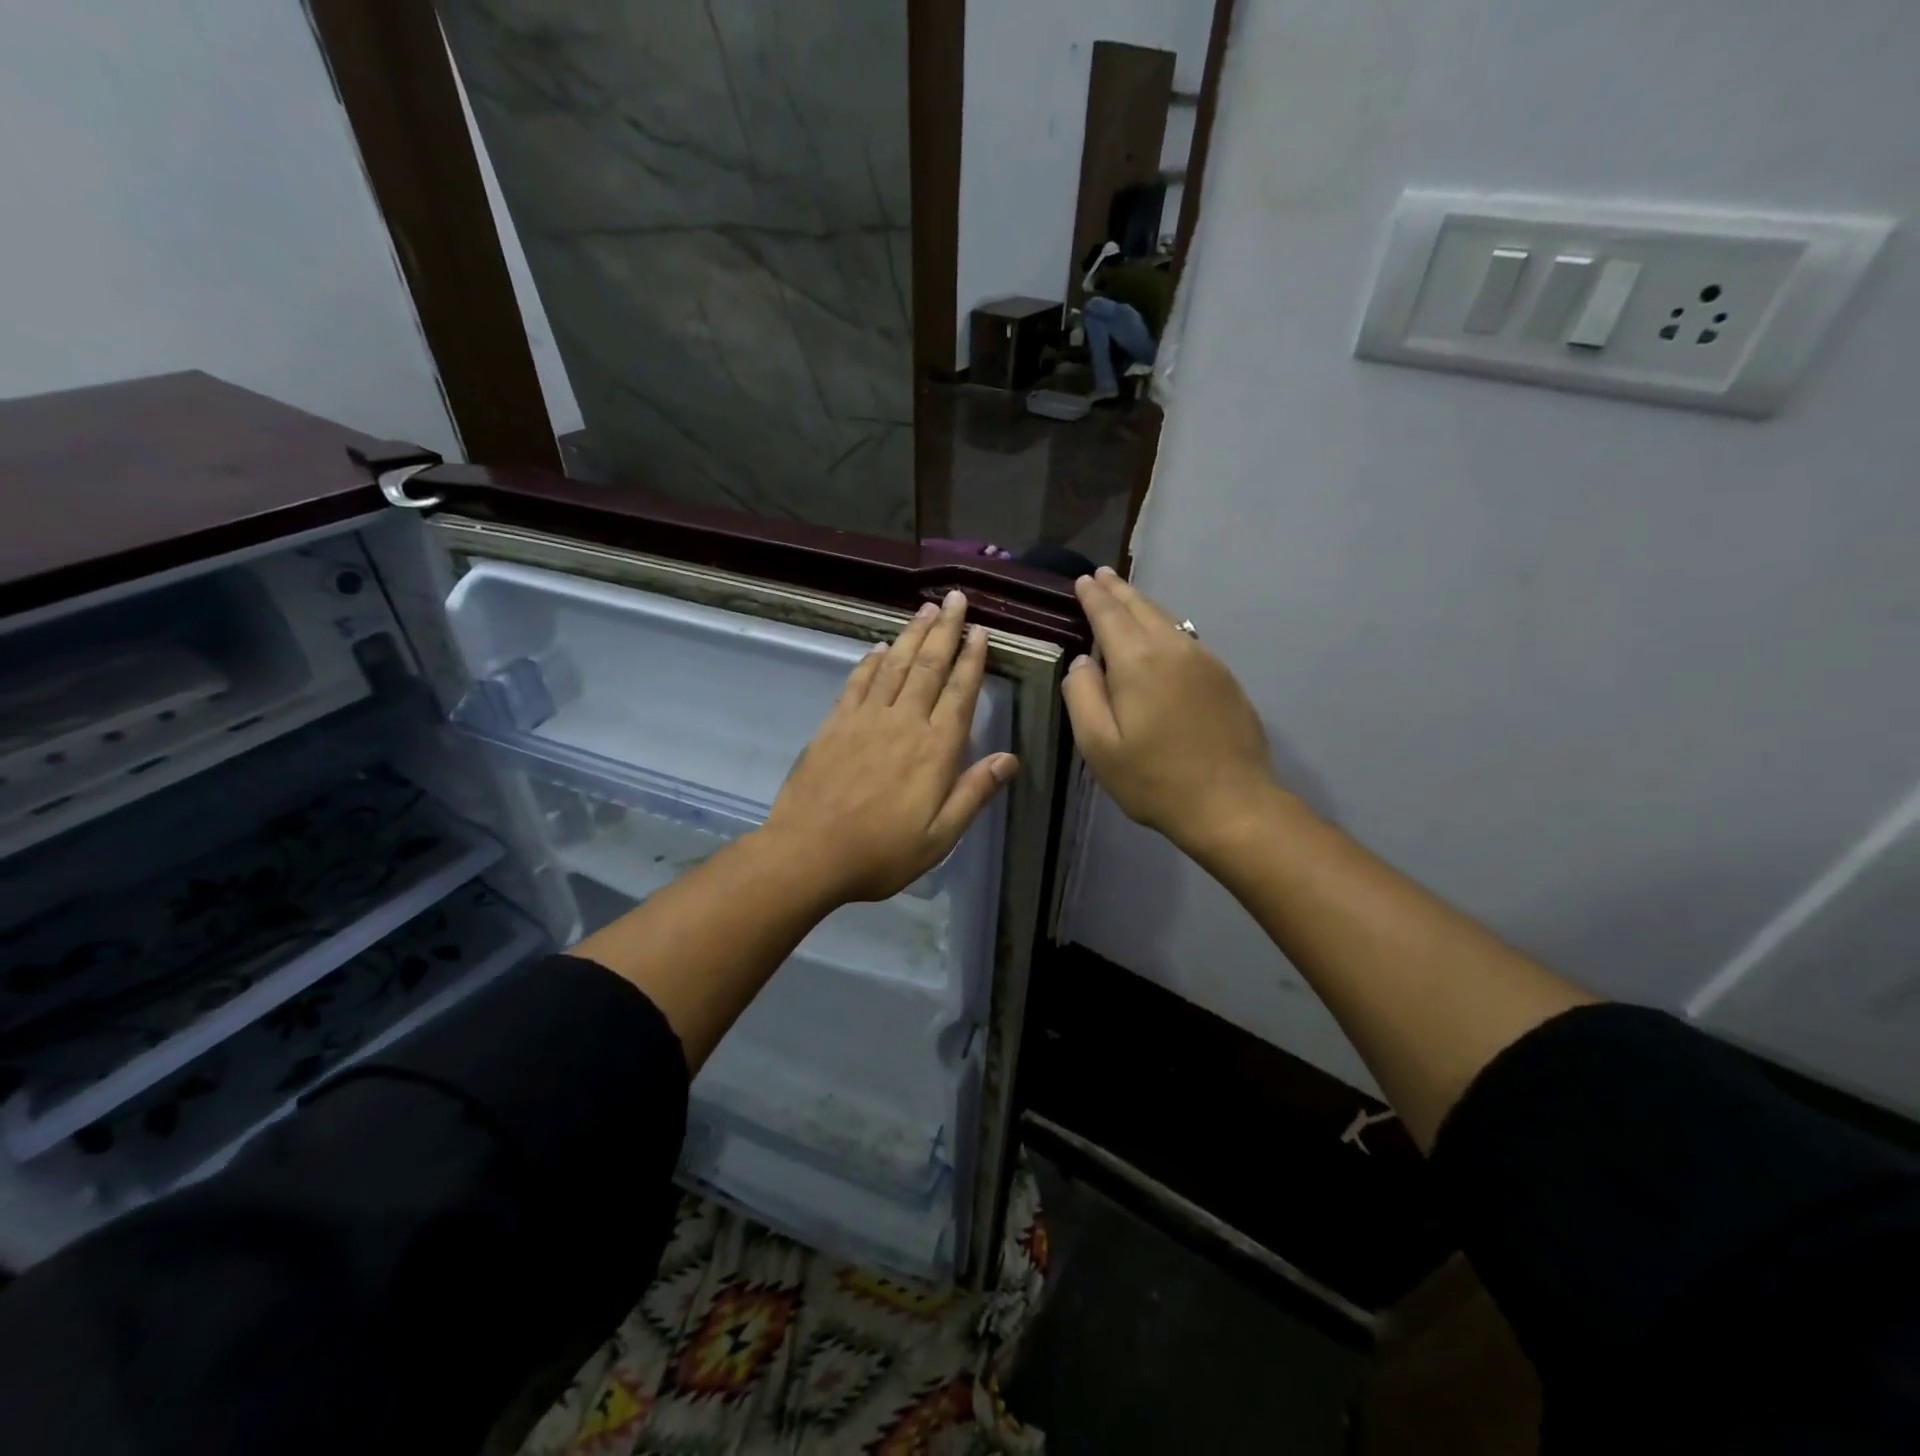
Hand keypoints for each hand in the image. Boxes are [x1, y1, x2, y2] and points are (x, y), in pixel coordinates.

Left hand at [761, 590, 1018, 903]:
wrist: (808, 853)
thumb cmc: (881, 852)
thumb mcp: (939, 837)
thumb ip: (974, 793)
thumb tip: (1010, 759)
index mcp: (935, 750)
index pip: (960, 693)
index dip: (971, 659)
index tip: (980, 631)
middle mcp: (903, 723)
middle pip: (928, 667)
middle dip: (945, 630)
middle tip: (956, 599)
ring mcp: (865, 719)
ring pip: (894, 665)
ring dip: (911, 635)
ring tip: (926, 609)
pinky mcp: (834, 724)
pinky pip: (857, 682)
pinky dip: (870, 661)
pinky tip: (879, 647)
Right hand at [1062, 567, 1279, 855]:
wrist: (1230, 803)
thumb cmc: (1154, 779)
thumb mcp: (1098, 745)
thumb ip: (1081, 695)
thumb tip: (1082, 662)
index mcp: (1138, 661)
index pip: (1109, 615)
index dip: (1093, 597)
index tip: (1083, 580)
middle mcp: (1174, 649)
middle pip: (1142, 609)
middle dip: (1119, 591)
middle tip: (1102, 575)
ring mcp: (1205, 661)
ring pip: (1168, 620)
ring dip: (1143, 605)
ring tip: (1126, 597)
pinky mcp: (1224, 679)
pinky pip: (1187, 639)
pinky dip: (1166, 626)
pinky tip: (1160, 635)